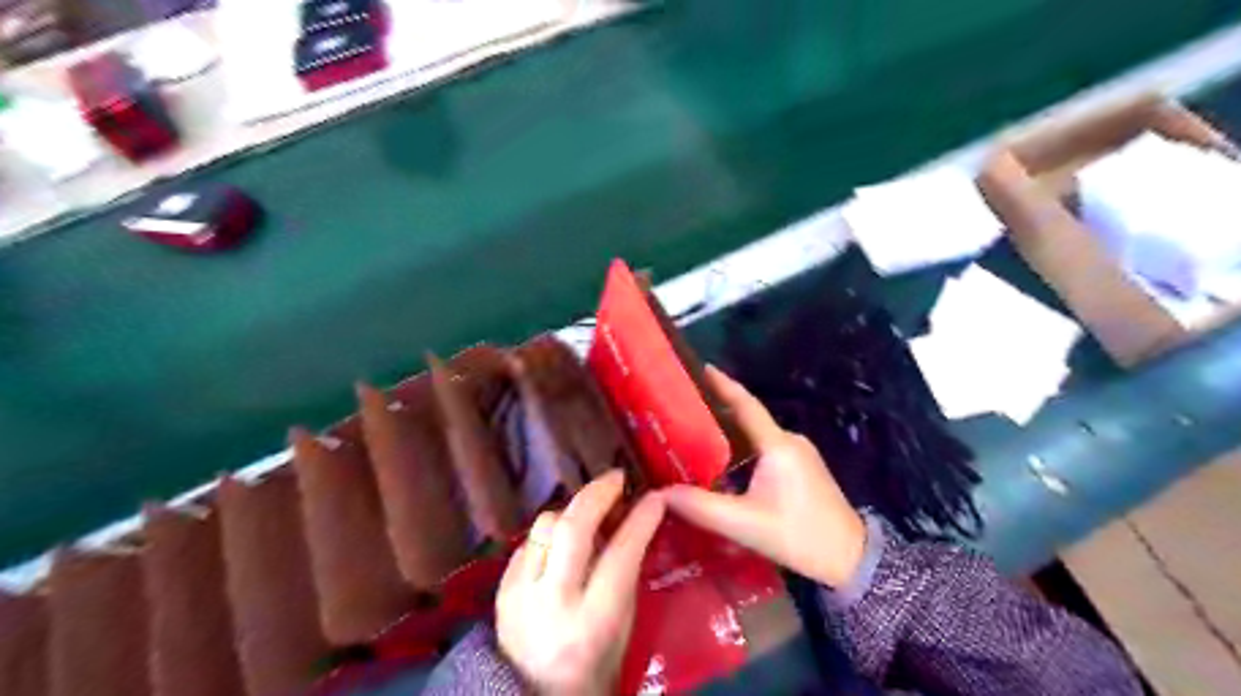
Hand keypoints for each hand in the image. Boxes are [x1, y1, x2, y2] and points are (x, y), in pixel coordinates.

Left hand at [498, 469, 663, 693]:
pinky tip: (563, 539)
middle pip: (573, 528)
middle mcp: (553, 602)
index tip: (654, 497)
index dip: (640, 520)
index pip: (620, 556)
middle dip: (598, 493)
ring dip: (572, 510)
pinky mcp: (501, 588)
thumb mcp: (622, 628)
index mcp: (593, 621)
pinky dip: (550, 533)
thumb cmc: (593, 668)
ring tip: (590, 510)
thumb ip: (625, 574)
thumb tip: (630, 519)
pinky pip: (529, 541)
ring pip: (545, 525)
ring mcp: (520, 594)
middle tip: (616, 478)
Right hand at [663, 367, 864, 590]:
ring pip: (755, 434)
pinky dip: (740, 447)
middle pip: (747, 417)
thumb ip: (702, 507)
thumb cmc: (799, 536)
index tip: (700, 367)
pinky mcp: (801, 467)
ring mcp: (798, 453)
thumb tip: (661, 493)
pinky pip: (764, 448)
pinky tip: (720, 460)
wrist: (851, 558)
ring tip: (693, 433)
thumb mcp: (745, 524)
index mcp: (778, 445)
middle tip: (682, 408)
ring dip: (727, 431)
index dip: (722, 384)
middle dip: (716, 408)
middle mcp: (789, 440)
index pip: (746, 405)